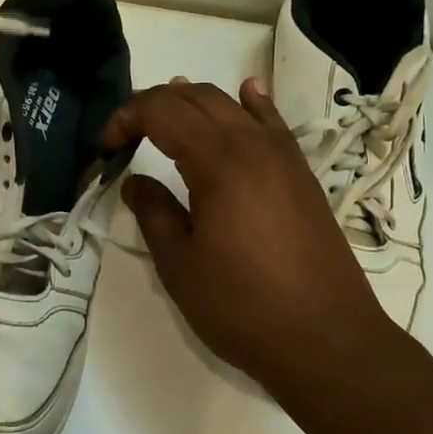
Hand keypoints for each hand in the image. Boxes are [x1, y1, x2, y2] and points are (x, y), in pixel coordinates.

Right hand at [102, 77, 397, 394]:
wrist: (326, 340)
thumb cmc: (243, 306)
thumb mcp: (180, 265)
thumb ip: (153, 213)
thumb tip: (135, 182)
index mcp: (218, 162)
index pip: (162, 111)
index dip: (126, 118)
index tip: (106, 147)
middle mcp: (253, 145)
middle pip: (197, 98)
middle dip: (155, 105)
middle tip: (126, 135)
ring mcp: (284, 157)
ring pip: (234, 106)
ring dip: (195, 102)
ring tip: (167, 114)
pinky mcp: (302, 175)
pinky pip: (273, 123)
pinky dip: (251, 104)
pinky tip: (247, 93)